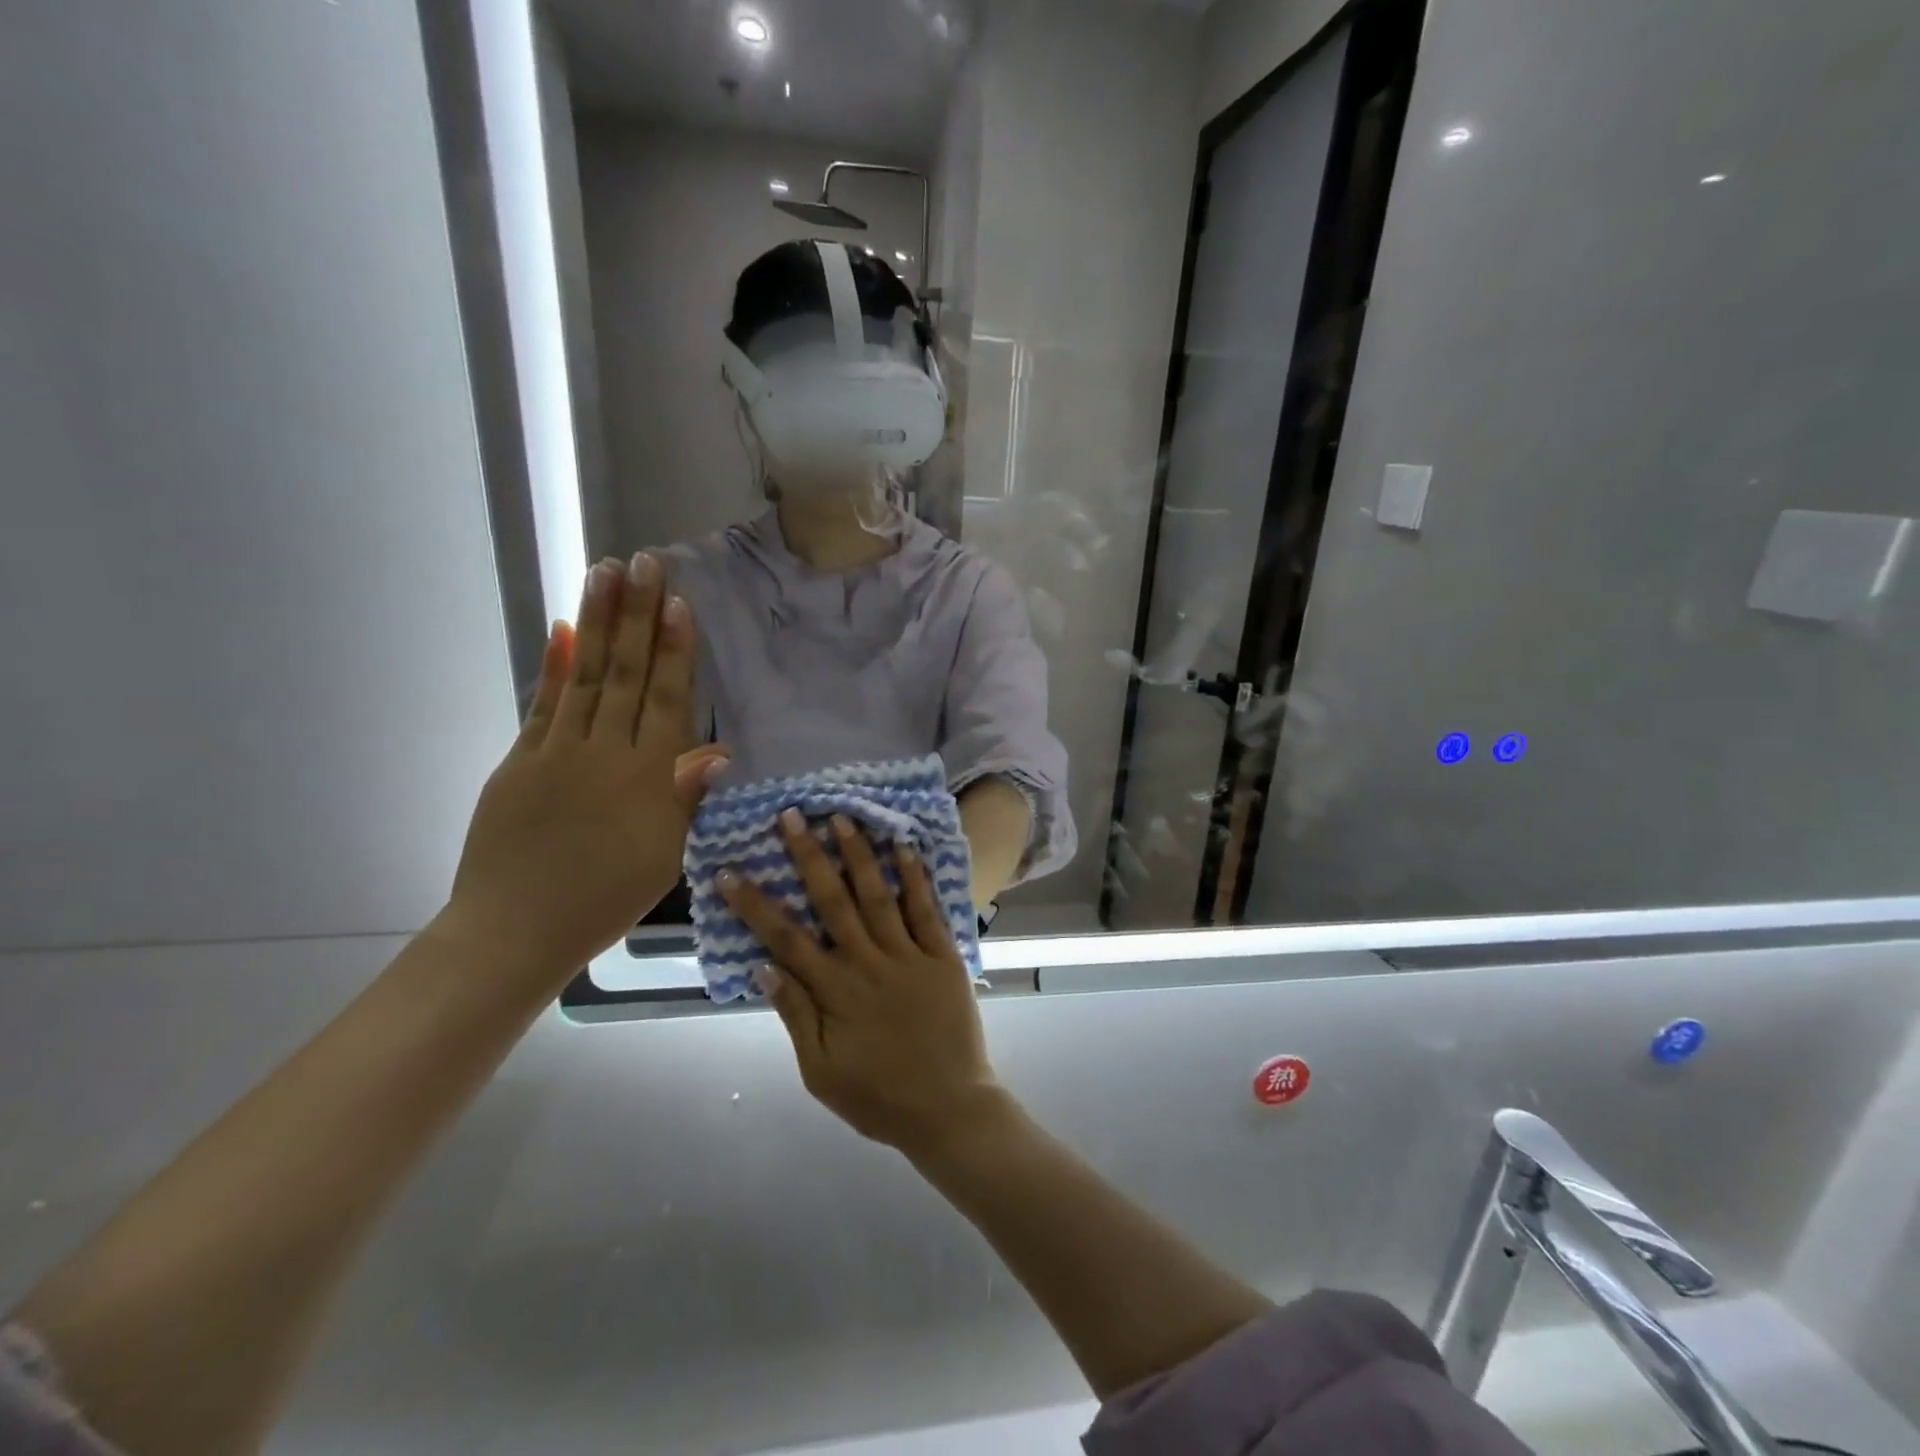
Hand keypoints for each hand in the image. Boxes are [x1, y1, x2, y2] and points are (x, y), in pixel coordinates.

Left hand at [444, 553, 726, 984]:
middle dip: (638, 615)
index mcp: (645, 777)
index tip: (679, 603)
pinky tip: (563, 630)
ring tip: (606, 572)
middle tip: (646, 562)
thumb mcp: (664, 855)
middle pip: (626, 673)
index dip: (675, 650)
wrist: (515, 930)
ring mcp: (556, 751)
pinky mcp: (519, 760)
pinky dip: (554, 665)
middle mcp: (604, 751)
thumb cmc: (605, 899)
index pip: (666, 700)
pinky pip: (542, 704)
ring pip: (585, 675)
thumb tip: (719, 752)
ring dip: (598, 622)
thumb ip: (685, 798)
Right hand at [718, 813, 1004, 1154]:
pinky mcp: (944, 956)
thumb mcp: (821, 1071)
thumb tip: (763, 967)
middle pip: (832, 901)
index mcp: (834, 992)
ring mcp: (908, 955)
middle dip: (808, 856)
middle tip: (791, 816)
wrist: (949, 1109)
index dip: (754, 905)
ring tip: (841, 817)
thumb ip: (795, 1016)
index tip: (730, 871)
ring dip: (858, 854)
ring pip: (878, 895)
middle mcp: (868, 963)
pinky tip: (903, 845)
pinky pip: (926, 910)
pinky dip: (915, 876)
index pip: (785, 939)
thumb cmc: (878, 1097)